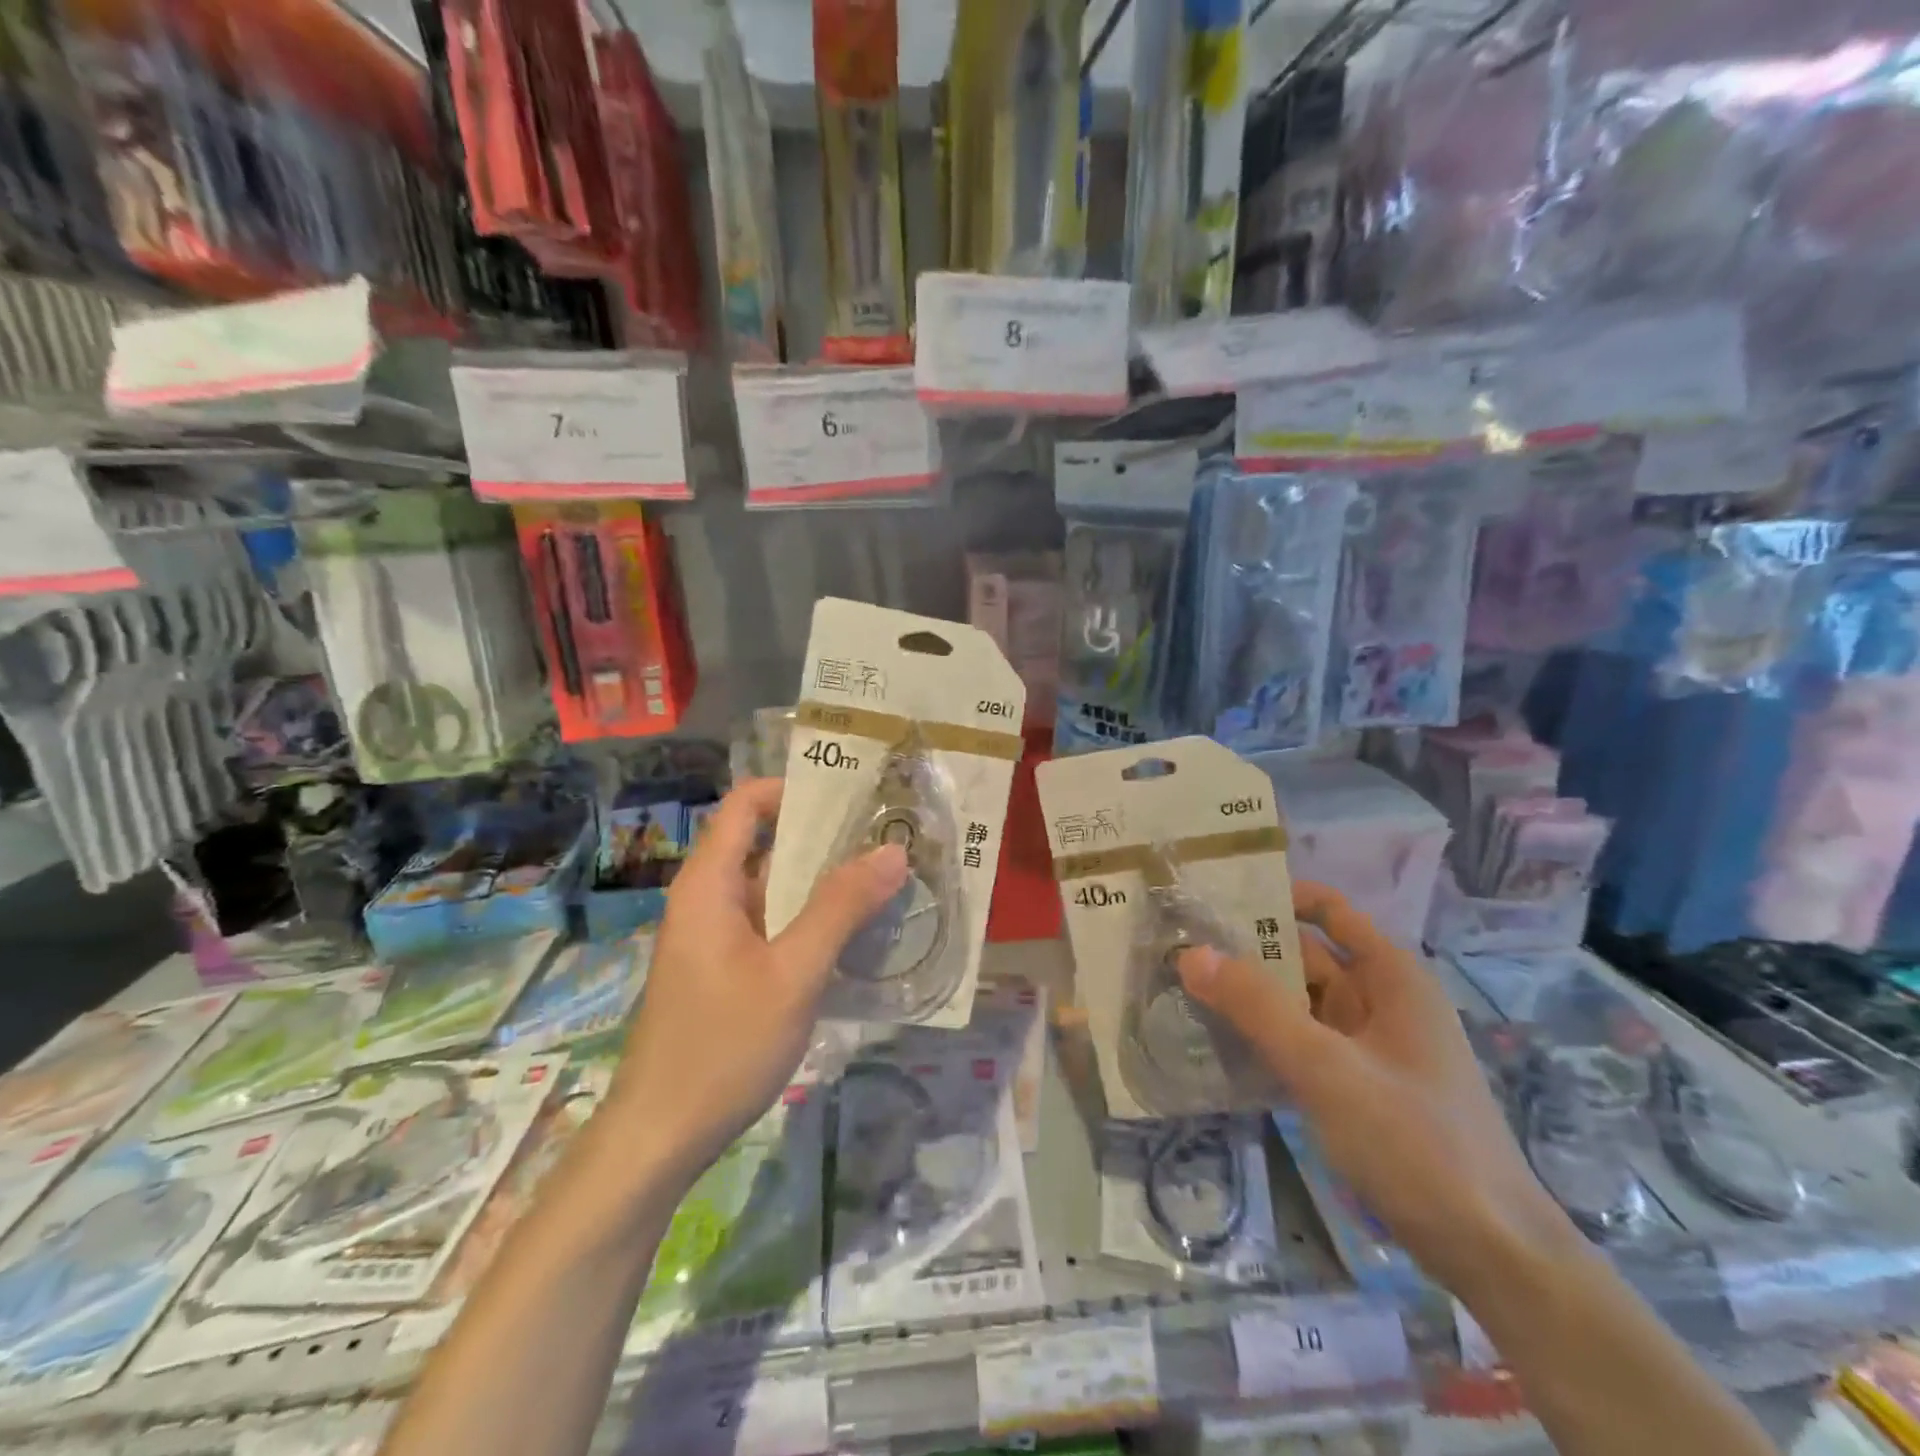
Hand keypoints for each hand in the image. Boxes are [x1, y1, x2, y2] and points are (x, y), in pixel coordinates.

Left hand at [609, 778, 908, 1179]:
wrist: (659, 1139)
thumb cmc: (722, 1047)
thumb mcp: (793, 974)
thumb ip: (841, 908)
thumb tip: (892, 850)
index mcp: (710, 884)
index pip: (747, 805)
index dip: (795, 789)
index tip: (853, 796)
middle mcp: (708, 899)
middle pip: (766, 844)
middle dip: (825, 838)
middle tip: (888, 838)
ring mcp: (715, 937)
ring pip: (773, 889)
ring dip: (823, 883)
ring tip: (885, 879)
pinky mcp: (725, 970)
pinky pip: (771, 925)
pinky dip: (810, 920)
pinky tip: (855, 935)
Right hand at [1177, 882, 1574, 1296]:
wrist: (1492, 1254)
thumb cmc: (1416, 1143)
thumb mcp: (1327, 1068)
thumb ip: (1257, 1007)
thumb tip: (1190, 952)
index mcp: (1391, 976)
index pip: (1328, 910)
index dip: (1276, 896)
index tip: (1214, 897)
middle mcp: (1381, 1001)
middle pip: (1306, 956)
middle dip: (1248, 950)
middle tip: (1176, 945)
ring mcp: (1370, 1047)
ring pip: (1300, 1003)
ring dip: (1252, 996)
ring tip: (1183, 986)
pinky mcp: (1359, 1087)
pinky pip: (1303, 1044)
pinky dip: (1266, 1036)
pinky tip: (1219, 1042)